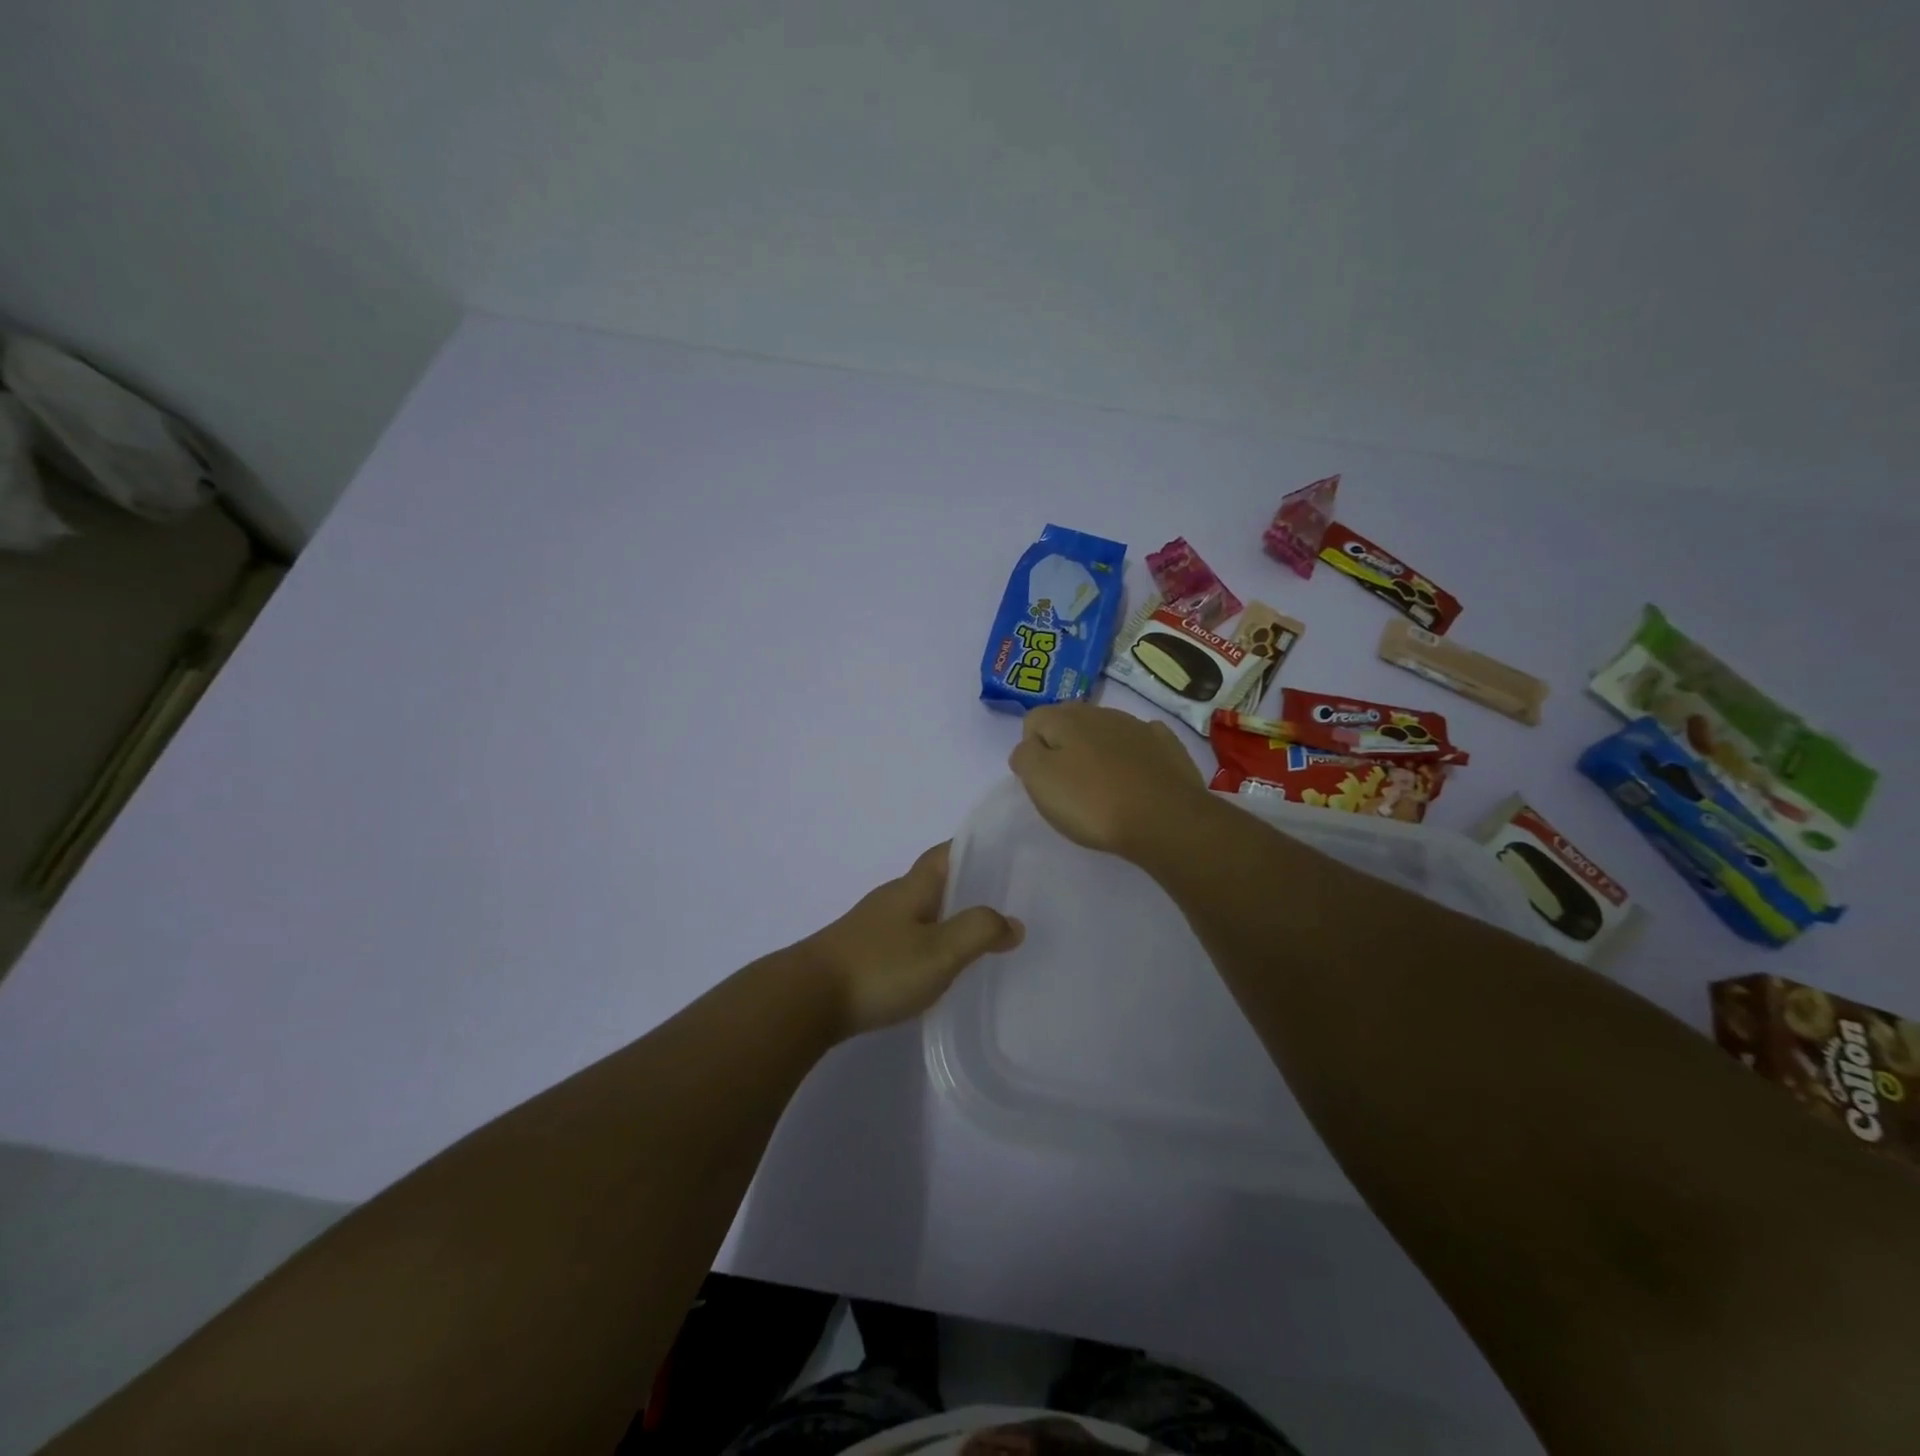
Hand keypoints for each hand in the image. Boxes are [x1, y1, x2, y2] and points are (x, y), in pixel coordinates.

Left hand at [802, 842, 1023, 1037]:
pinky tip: (939, 966)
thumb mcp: (940, 951)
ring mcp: (873, 926)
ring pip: (920, 912)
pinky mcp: (862, 954)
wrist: (807, 1000)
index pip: (945, 853)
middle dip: (968, 887)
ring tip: (981, 938)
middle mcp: (892, 899)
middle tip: (1006, 902)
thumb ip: (979, 932)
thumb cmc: (879, 968)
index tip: (1005, 854)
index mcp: (912, 888)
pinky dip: (929, 942)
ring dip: (948, 917)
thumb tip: (1013, 922)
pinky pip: (906, 937)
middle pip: (934, 882)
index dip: (973, 848)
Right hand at [1008, 703, 1207, 858]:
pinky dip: (1132, 754)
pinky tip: (1134, 778)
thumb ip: (1025, 756)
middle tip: (1067, 784)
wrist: (1166, 820)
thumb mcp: (1041, 782)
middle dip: (1063, 745)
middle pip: (1069, 721)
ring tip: (1101, 786)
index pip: (1033, 720)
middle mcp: (1101, 712)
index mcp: (1067, 718)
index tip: (1042, 780)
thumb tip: (1029, 746)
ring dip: (1097, 750)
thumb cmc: (1093, 803)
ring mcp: (1138, 726)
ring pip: (1105, 730)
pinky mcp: (1167, 745)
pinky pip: (1139, 742)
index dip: (1031, 749)